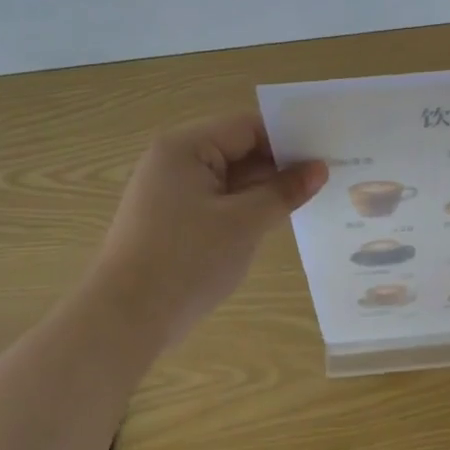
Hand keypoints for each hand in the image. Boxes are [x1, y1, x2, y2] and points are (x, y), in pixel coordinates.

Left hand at [90, 113, 326, 349]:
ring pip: (229, 178)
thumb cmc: (186, 261)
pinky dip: (244, 207)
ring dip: (263, 189)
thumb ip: (284, 191)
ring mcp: (169, 191)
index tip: (326, 154)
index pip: (248, 127)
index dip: (288, 139)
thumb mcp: (245, 223)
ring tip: (308, 199)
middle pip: (238, 149)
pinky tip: (274, 220)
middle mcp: (173, 160)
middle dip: (279, 165)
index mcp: (185, 147)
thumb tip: (319, 168)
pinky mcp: (170, 219)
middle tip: (326, 177)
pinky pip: (217, 200)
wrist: (123, 321)